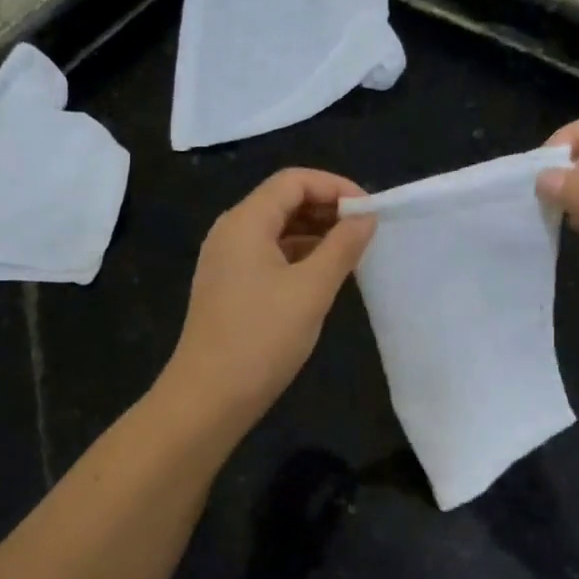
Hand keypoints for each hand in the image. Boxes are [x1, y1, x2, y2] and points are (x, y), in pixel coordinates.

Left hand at [161, 168, 374, 431]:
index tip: (369, 210)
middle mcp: (231, 232)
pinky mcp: (229, 286)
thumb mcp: (311, 289)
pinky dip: (299, 256)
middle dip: (326, 208)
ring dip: (315, 233)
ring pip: (276, 230)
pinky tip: (324, 275)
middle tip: (366, 231)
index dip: (335, 186)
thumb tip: (365, 217)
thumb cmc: (262, 338)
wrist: (209, 396)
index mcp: (245, 222)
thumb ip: (342, 247)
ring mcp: (226, 261)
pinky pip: (268, 255)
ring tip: (352, 252)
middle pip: (283, 201)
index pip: (293, 181)